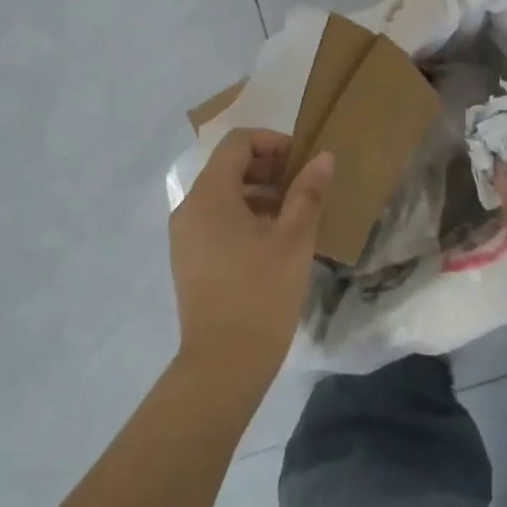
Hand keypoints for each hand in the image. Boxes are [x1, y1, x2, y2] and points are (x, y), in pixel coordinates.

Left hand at [169, 128, 333, 393]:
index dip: (272, 143)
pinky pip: (214, 220)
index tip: (302, 163)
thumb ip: (307, 192)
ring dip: (258, 194)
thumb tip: (322, 157)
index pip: (238, 143)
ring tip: (292, 216)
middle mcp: (189, 207)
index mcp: (210, 194)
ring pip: (222, 195)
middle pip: (227, 167)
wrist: (223, 364)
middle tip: (303, 187)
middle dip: (267, 168)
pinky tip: (271, 242)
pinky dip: (242, 217)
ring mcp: (184, 235)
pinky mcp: (187, 259)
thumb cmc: (261, 293)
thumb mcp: (294, 239)